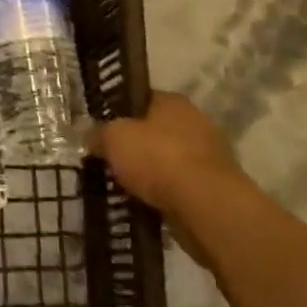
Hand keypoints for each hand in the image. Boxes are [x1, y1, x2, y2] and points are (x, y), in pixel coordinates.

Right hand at [87, 92, 253, 261]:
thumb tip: (90, 136)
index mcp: (173, 102)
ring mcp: (210, 158)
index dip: (120, 112)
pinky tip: (146, 206)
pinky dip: (166, 197)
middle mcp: (195, 123)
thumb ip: (99, 134)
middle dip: (136, 146)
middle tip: (111, 159)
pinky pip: (181, 189)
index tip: (103, 129)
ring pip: (169, 162)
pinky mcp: (216, 191)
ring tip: (125, 187)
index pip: (141, 99)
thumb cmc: (158, 158)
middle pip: (156, 131)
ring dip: (152, 174)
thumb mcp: (113, 139)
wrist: (206, 207)